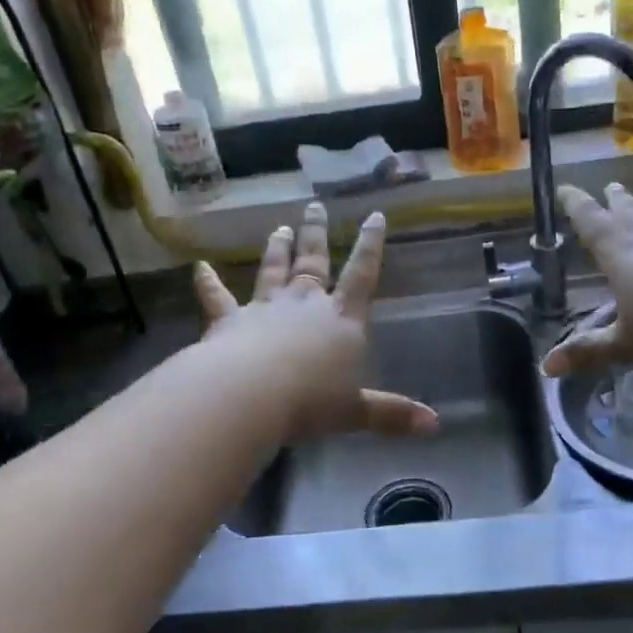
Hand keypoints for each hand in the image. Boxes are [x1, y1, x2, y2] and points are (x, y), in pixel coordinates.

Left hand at [194, 202, 437, 437]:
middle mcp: (305, 304)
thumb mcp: (356, 411)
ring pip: (272, 271)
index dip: (370, 245)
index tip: (373, 215)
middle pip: (313, 263)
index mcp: (342, 320)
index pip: (361, 275)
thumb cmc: (311, 401)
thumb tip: (436, 426)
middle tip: (314, 207)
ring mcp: (265, 308)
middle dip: (315, 235)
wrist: (250, 394)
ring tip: (278, 228)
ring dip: (276, 249)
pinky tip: (197, 267)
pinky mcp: (229, 320)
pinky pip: (217, 297)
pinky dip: (207, 282)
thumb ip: (392, 414)